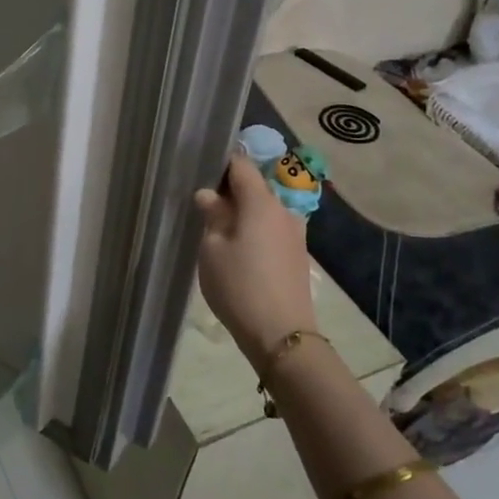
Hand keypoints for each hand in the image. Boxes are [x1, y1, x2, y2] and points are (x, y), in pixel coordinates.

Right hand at [193, 155, 318, 369]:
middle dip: (230, 192)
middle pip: (255, 188)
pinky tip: (240, 250)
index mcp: (261, 202)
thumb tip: (209, 195)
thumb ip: (212, 216)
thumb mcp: (212, 249)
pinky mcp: (298, 255)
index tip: (201, 170)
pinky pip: (273, 230)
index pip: (242, 166)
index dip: (221, 163)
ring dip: (244, 214)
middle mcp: (284, 211)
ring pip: (265, 211)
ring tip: (220, 231)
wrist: (282, 335)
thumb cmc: (239, 286)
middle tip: (204, 206)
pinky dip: (256, 231)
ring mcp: (295, 234)